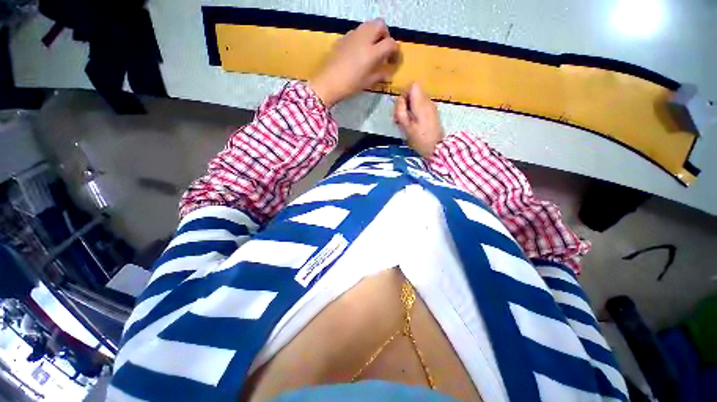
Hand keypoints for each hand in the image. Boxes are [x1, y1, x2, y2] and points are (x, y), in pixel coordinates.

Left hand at [309, 19, 398, 107]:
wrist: (327, 83)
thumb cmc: (349, 85)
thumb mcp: (368, 82)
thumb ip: (381, 74)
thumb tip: (387, 71)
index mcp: (372, 52)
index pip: (391, 43)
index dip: (396, 52)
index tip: (394, 61)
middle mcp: (364, 38)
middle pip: (380, 25)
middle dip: (385, 35)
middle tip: (383, 50)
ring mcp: (352, 35)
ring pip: (368, 26)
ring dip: (374, 35)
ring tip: (371, 51)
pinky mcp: (343, 38)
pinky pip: (357, 32)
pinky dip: (363, 38)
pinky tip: (358, 53)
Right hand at [393, 83, 442, 157]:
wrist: (436, 148)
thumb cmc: (419, 139)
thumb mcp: (406, 126)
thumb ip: (401, 111)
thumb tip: (399, 99)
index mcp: (421, 103)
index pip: (413, 85)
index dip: (404, 93)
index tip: (401, 107)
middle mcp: (428, 101)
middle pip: (414, 92)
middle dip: (405, 102)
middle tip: (399, 118)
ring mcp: (431, 107)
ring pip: (417, 100)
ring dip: (409, 108)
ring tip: (404, 123)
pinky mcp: (433, 113)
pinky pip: (421, 106)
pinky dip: (415, 112)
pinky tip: (412, 124)